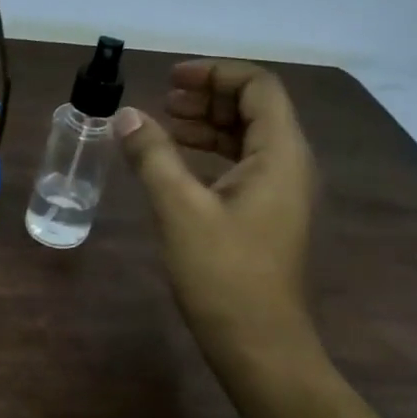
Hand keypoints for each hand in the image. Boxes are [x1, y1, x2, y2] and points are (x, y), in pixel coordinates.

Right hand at [117, 60, 321, 376]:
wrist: (259, 344)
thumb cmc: (223, 274)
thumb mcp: (179, 209)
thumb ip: (153, 156)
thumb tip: (127, 116)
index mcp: (280, 153)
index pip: (258, 87)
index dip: (215, 72)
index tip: (170, 79)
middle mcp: (289, 165)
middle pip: (254, 109)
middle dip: (208, 97)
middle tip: (163, 100)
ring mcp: (281, 193)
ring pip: (247, 140)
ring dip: (208, 126)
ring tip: (164, 126)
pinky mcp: (268, 217)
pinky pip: (242, 168)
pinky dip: (211, 156)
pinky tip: (177, 167)